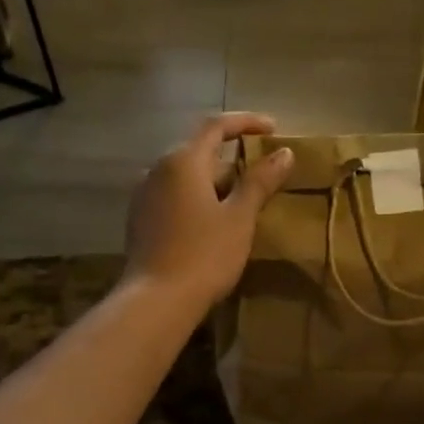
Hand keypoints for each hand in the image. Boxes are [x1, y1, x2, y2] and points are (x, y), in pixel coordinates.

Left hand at [125, 113, 294, 309]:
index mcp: (183, 161)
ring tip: (241, 201)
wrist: (156, 300)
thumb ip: (260, 181)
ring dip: (214, 181)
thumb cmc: (204, 255)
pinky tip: (212, 222)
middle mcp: (157, 170)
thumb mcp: (239, 218)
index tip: (273, 129)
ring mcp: (144, 195)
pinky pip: (174, 196)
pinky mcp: (140, 220)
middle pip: (199, 151)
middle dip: (231, 157)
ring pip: (185, 177)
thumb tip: (283, 153)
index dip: (246, 122)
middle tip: (262, 173)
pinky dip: (197, 198)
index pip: (216, 126)